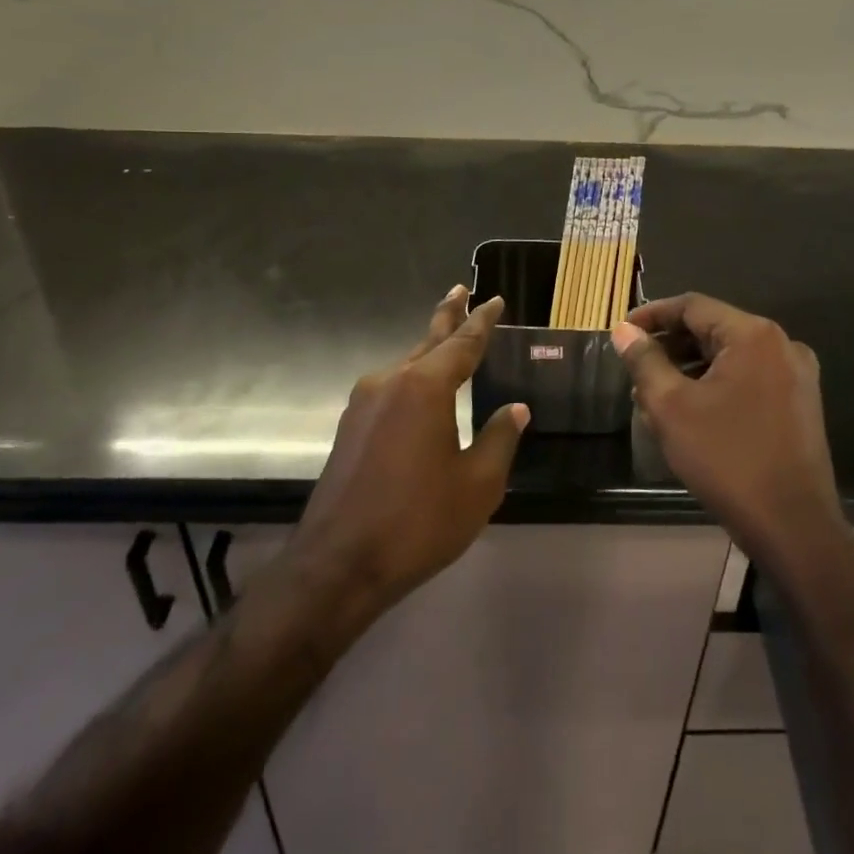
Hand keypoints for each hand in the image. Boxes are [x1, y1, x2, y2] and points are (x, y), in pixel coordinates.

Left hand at [291, 288, 528, 618]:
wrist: (338, 565)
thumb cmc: (417, 522)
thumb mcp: (477, 485)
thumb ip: (499, 439)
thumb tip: (516, 409)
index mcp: (425, 387)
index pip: (463, 343)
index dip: (482, 321)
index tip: (495, 300)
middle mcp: (391, 382)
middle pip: (428, 341)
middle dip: (448, 315)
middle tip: (460, 289)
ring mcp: (364, 403)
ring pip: (406, 365)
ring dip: (429, 351)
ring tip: (448, 341)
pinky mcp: (350, 426)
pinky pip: (390, 388)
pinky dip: (412, 378)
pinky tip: (420, 392)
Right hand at [611, 294, 844, 575]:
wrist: (794, 528)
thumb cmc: (727, 459)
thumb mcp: (671, 408)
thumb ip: (644, 361)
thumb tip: (624, 331)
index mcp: (753, 335)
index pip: (692, 306)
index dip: (652, 314)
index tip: (622, 331)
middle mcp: (781, 344)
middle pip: (712, 328)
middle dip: (670, 345)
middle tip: (634, 366)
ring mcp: (795, 375)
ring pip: (729, 356)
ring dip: (689, 367)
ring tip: (653, 393)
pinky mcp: (799, 404)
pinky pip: (748, 378)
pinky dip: (715, 384)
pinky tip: (689, 411)